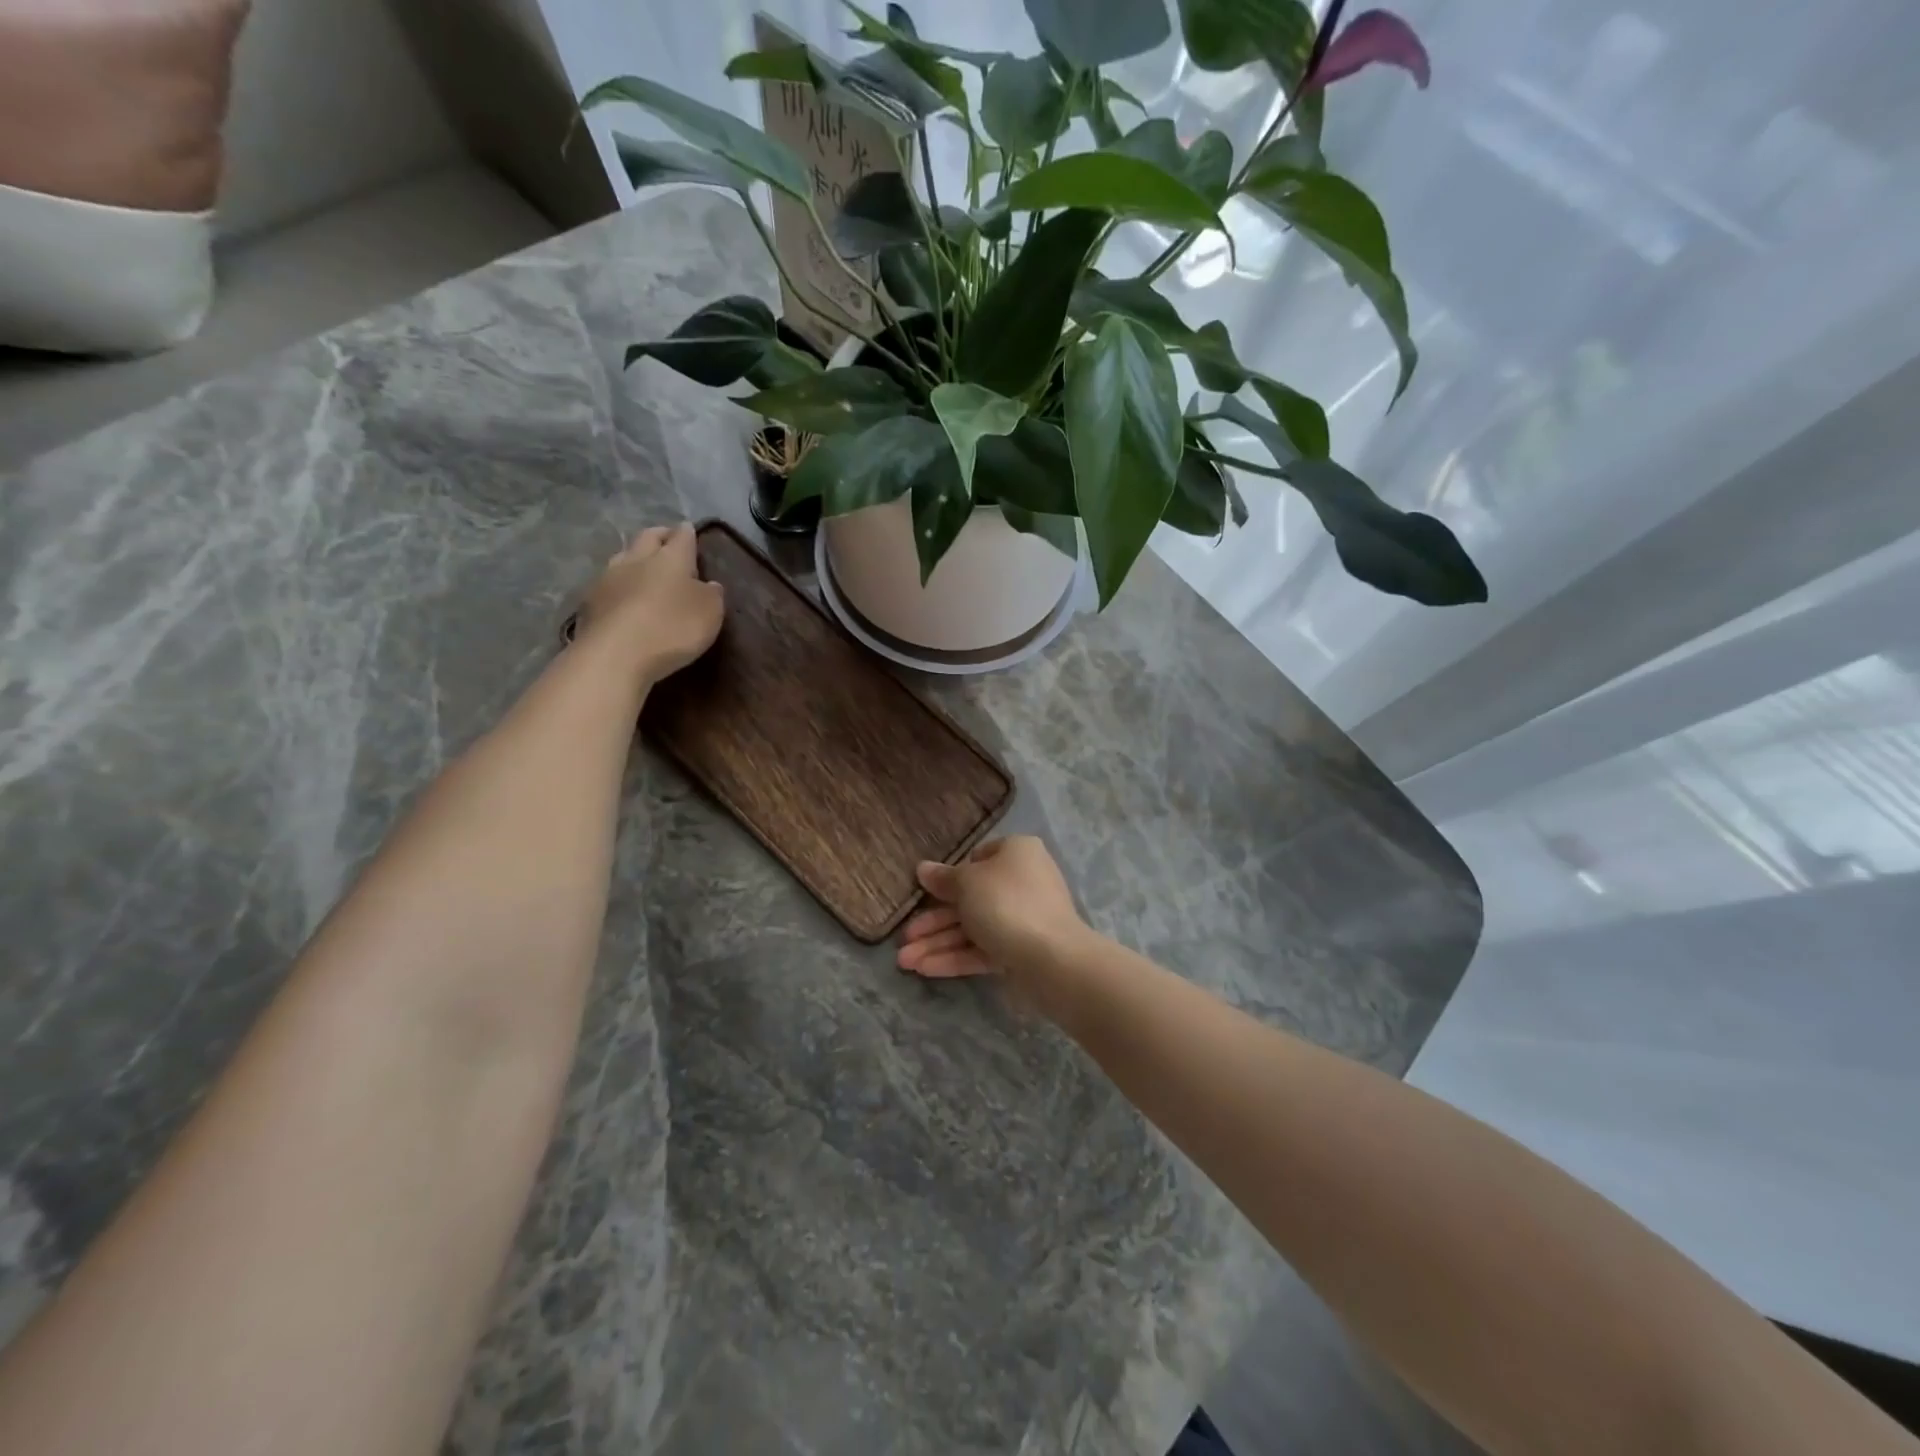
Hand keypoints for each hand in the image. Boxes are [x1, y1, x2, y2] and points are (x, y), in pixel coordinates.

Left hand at [576, 523, 724, 684]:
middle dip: (660, 536)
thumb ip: (712, 595)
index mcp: (671, 558)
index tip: (691, 531)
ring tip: (643, 568)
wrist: (614, 655)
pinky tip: (623, 597)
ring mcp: (608, 578)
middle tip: (668, 540)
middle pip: (648, 537)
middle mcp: (637, 559)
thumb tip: (709, 584)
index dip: (688, 533)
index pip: (681, 536)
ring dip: (635, 558)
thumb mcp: (710, 614)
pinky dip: (619, 585)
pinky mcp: (590, 601)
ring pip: (624, 556)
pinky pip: (608, 583)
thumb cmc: (672, 629)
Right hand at [897, 836, 1087, 990]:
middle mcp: (1022, 882)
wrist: (1051, 958)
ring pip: (972, 928)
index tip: (925, 891)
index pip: (979, 858)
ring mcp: (1022, 919)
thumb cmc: (1005, 902)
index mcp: (1016, 853)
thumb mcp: (966, 883)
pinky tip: (924, 969)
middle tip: (903, 938)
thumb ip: (943, 878)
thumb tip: (923, 869)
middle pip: (969, 899)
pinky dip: (954, 957)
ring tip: (903, 962)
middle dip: (932, 921)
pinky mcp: (1020, 951)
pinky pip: (982, 950)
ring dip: (937, 943)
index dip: (951, 875)